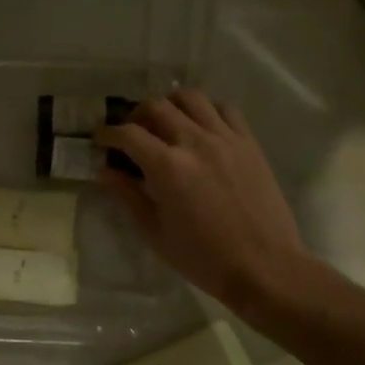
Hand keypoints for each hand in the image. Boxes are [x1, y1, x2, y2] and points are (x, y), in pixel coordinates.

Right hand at [95, 88, 312, 311]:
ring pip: (191, 98)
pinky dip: (206, 110)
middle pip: (156, 106)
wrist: (264, 266)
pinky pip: (225, 109)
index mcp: (167, 167)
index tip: (100, 140)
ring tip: (165, 122)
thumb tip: (105, 171)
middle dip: (135, 115)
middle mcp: (195, 142)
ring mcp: (226, 138)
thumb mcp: (155, 233)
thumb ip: (128, 196)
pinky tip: (201, 127)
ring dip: (170, 104)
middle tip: (130, 133)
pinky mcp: (249, 142)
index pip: (128, 134)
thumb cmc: (203, 258)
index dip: (107, 134)